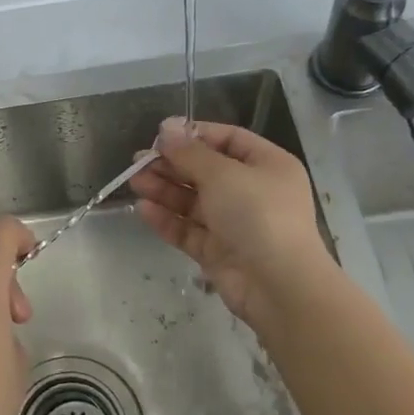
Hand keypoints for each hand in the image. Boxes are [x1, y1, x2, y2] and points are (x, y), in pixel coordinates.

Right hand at [129, 117, 332, 330]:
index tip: (161, 135)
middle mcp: (252, 191)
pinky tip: (143, 209)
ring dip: (164, 190)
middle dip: (172, 165)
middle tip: (138, 161)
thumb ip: (190, 152)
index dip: (194, 135)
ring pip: (194, 201)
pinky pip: (189, 229)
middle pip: (206, 171)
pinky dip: (167, 219)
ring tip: (135, 182)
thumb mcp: (222, 174)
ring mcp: (235, 224)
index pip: (228, 139)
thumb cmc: (257, 215)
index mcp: (267, 165)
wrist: (279, 286)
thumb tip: (167, 128)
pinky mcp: (219, 251)